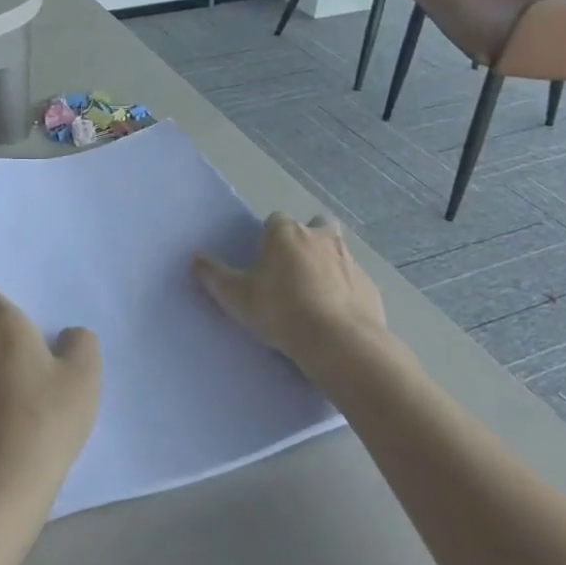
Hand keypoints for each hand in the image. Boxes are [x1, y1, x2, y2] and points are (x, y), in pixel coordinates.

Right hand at [193, 213, 410, 378]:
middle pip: (314, 226)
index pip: (275, 221)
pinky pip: (354, 283)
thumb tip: (195, 258)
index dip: (269, 239)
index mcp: (286, 232)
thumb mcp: (235, 296)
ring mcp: (350, 261)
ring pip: (337, 254)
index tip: (264, 262)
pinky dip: (345, 293)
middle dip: (306, 241)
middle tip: (293, 271)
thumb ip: (213, 275)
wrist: (340, 343)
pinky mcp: (370, 287)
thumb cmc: (281, 311)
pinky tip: (335, 318)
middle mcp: (321, 237)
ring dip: (327, 267)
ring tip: (313, 298)